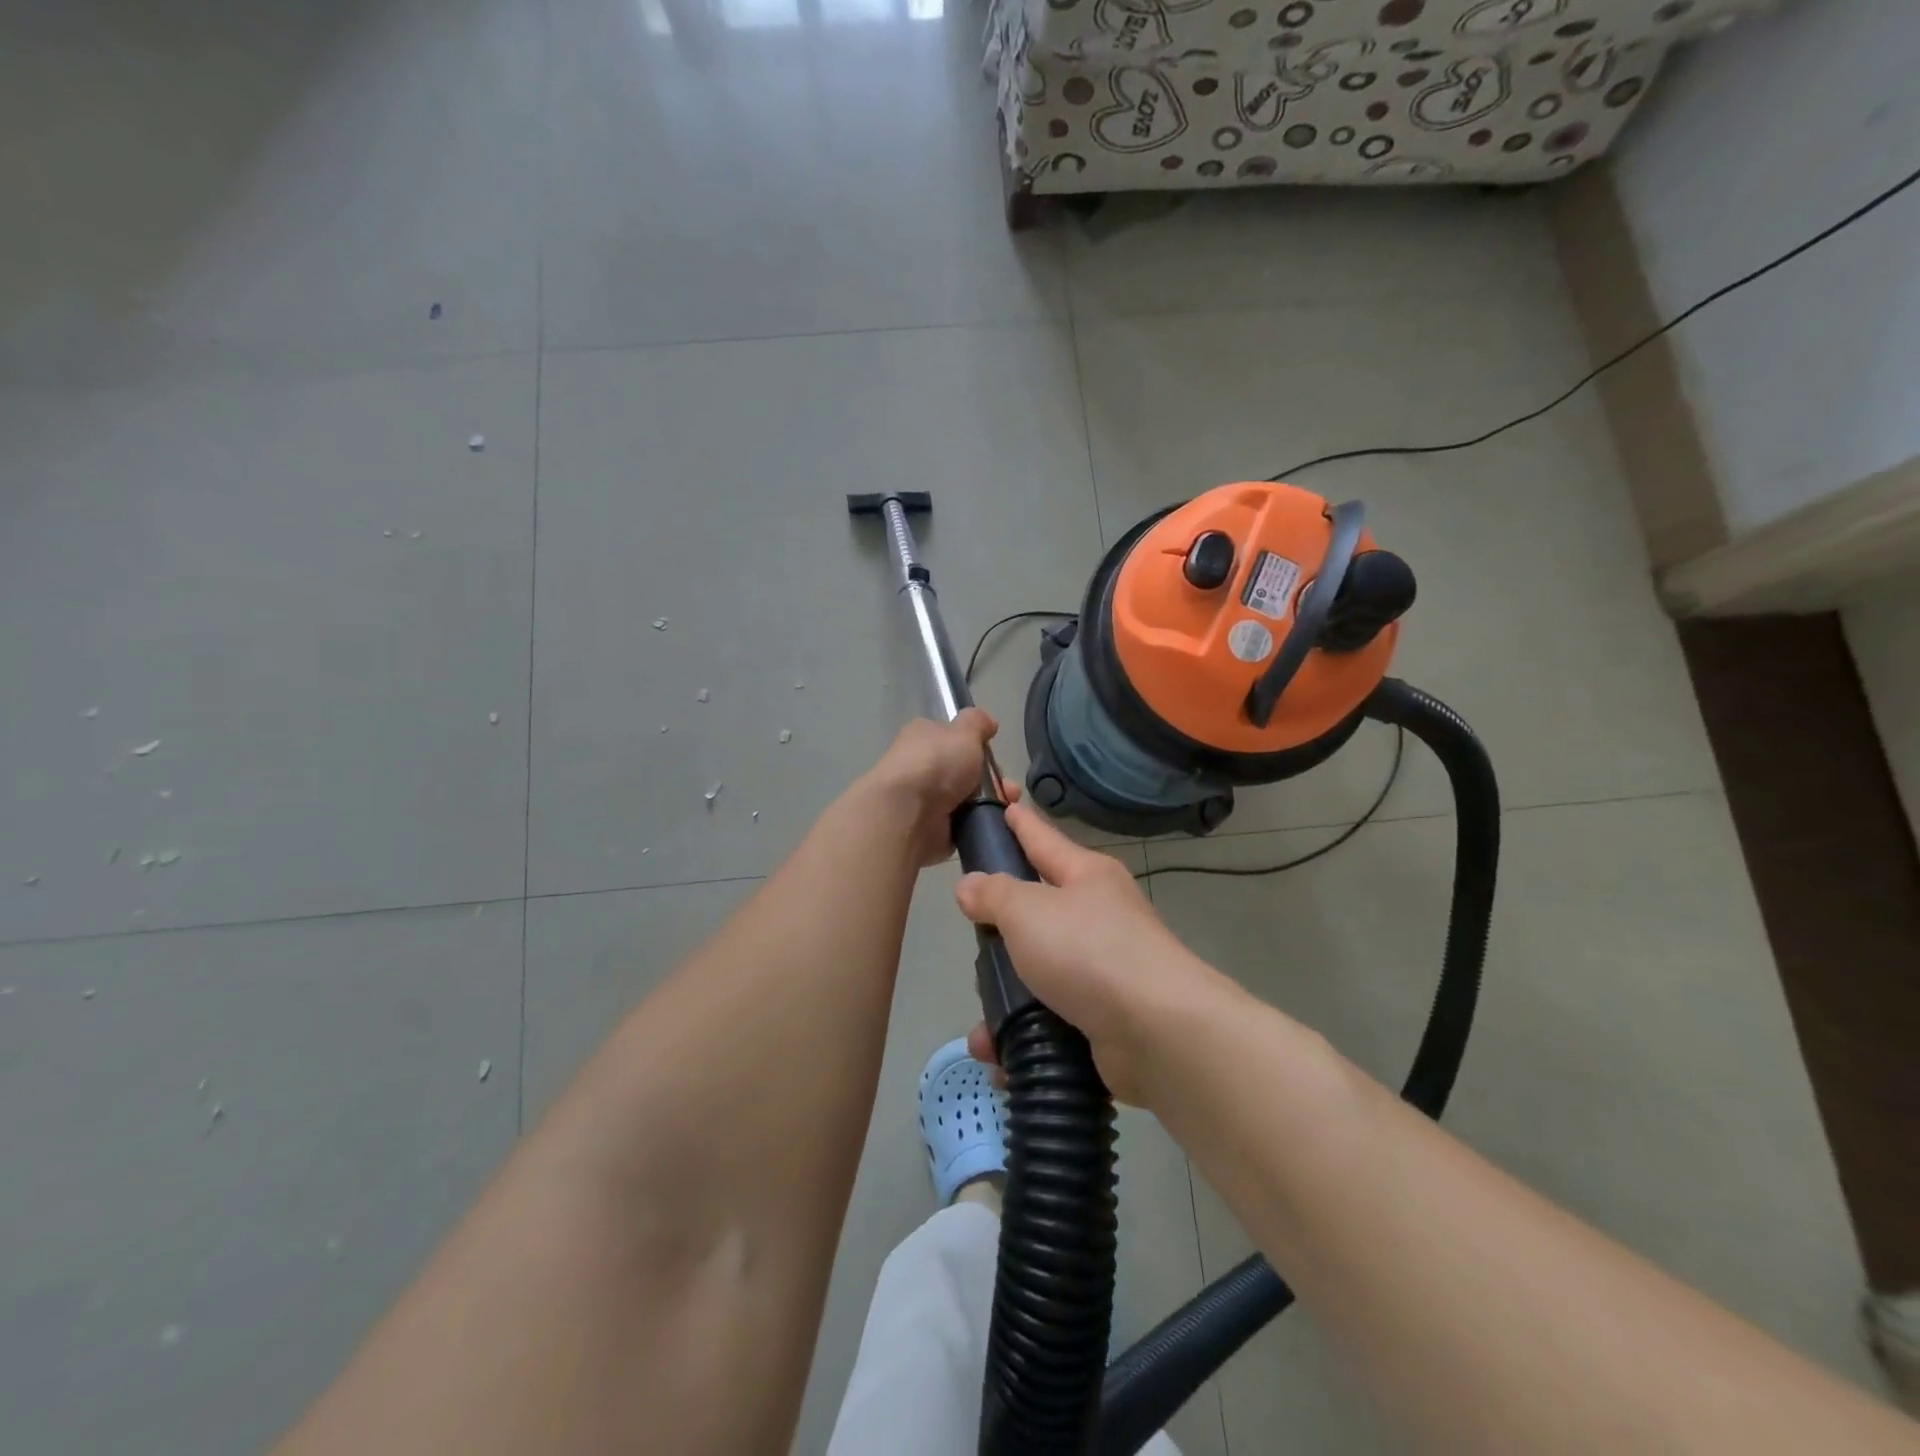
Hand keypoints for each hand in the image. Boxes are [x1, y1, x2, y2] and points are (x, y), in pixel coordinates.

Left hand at [858, 708, 1006, 868]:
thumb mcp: (964, 732)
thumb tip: (987, 721)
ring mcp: (923, 801)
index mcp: (921, 738)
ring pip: (966, 800)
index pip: (950, 738)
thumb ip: (977, 723)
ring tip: (1007, 809)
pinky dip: (977, 826)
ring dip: (989, 803)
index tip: (993, 757)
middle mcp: (919, 767)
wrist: (907, 814)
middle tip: (1008, 789)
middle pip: (962, 771)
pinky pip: (962, 825)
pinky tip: (993, 825)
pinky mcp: (929, 830)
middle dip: (991, 780)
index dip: (974, 746)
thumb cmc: (936, 764)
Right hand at [954, 800, 1228, 1104]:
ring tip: (982, 1025)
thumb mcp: (1028, 910)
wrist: (1157, 1030)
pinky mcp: (1101, 1015)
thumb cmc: (1089, 950)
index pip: (1043, 838)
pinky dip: (1022, 1033)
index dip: (1019, 821)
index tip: (1003, 801)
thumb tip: (971, 885)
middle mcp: (1097, 916)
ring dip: (1006, 998)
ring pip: (1038, 971)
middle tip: (974, 938)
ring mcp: (1103, 967)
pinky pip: (1049, 1017)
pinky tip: (999, 1052)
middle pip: (1037, 911)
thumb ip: (994, 894)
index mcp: (1086, 875)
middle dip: (1002, 929)